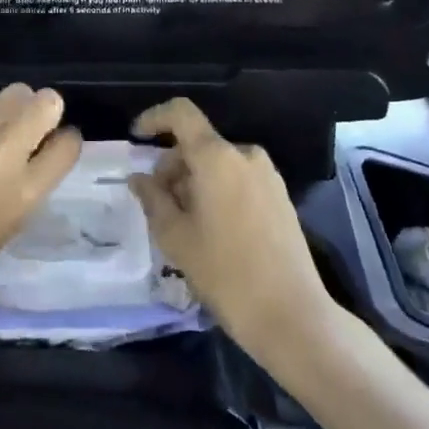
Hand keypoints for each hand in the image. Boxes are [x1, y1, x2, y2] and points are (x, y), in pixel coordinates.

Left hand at [0, 85, 81, 324]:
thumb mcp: (6, 229)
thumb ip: (26, 188)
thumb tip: (35, 156)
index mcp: (25, 193)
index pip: (68, 144)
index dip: (65, 141)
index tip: (56, 145)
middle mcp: (3, 154)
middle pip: (46, 102)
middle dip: (44, 111)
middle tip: (30, 128)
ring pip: (13, 93)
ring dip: (11, 109)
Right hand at [128, 99, 332, 357]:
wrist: (291, 315)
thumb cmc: (224, 272)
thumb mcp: (175, 236)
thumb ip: (152, 199)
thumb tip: (139, 178)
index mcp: (217, 157)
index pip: (181, 114)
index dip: (154, 118)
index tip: (136, 139)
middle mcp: (245, 155)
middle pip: (198, 144)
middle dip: (172, 167)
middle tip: (157, 205)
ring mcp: (267, 176)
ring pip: (218, 165)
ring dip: (194, 182)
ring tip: (183, 224)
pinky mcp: (280, 197)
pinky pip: (238, 180)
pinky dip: (217, 192)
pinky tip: (211, 230)